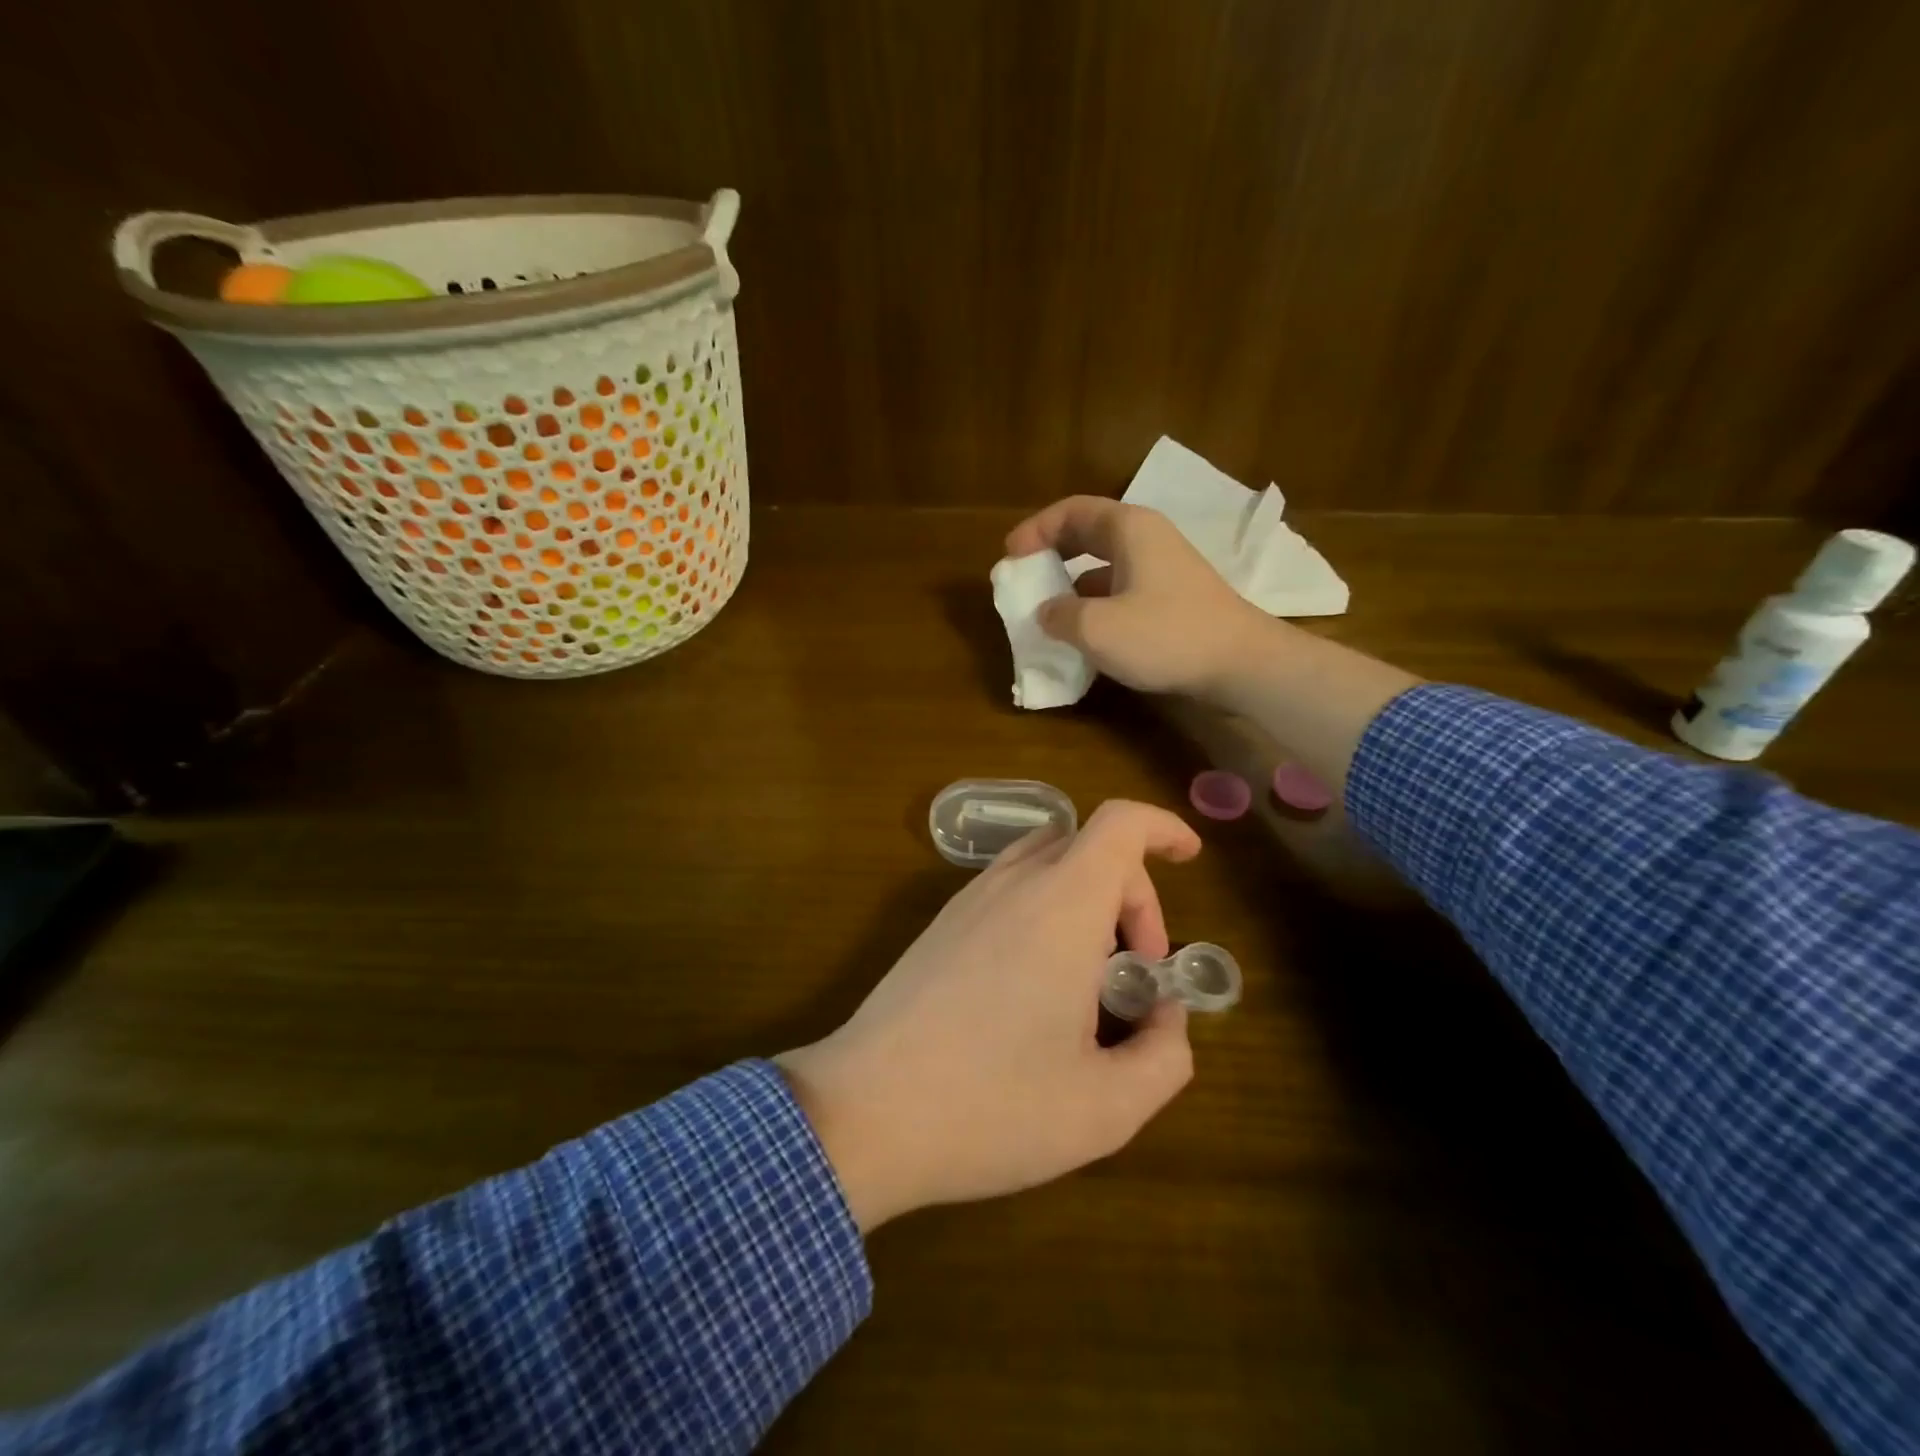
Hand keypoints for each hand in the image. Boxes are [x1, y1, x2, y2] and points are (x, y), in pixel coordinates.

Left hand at [775, 801, 1202, 1232]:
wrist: (862, 1112)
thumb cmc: (991, 1107)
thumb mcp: (1106, 1108)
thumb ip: (1165, 1057)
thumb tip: (1165, 1018)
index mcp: (1061, 905)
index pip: (1119, 823)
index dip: (1162, 828)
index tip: (1190, 859)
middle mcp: (1013, 885)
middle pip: (1088, 847)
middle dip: (1132, 894)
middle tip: (1138, 973)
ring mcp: (968, 901)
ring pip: (1045, 865)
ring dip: (1086, 902)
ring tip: (1092, 981)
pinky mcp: (940, 926)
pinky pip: (1009, 890)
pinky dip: (1045, 913)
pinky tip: (1037, 989)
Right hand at [1005, 495, 1275, 697]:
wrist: (1242, 664)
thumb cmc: (1166, 635)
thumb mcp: (1097, 628)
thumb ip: (1060, 615)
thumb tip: (1046, 612)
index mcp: (1128, 529)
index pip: (1071, 512)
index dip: (1035, 530)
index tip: (1009, 557)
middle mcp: (1147, 540)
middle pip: (1088, 534)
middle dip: (1051, 554)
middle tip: (1024, 578)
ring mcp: (1163, 570)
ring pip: (1105, 566)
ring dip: (1071, 585)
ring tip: (1046, 612)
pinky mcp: (1173, 600)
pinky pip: (1121, 591)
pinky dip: (1095, 606)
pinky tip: (1084, 635)